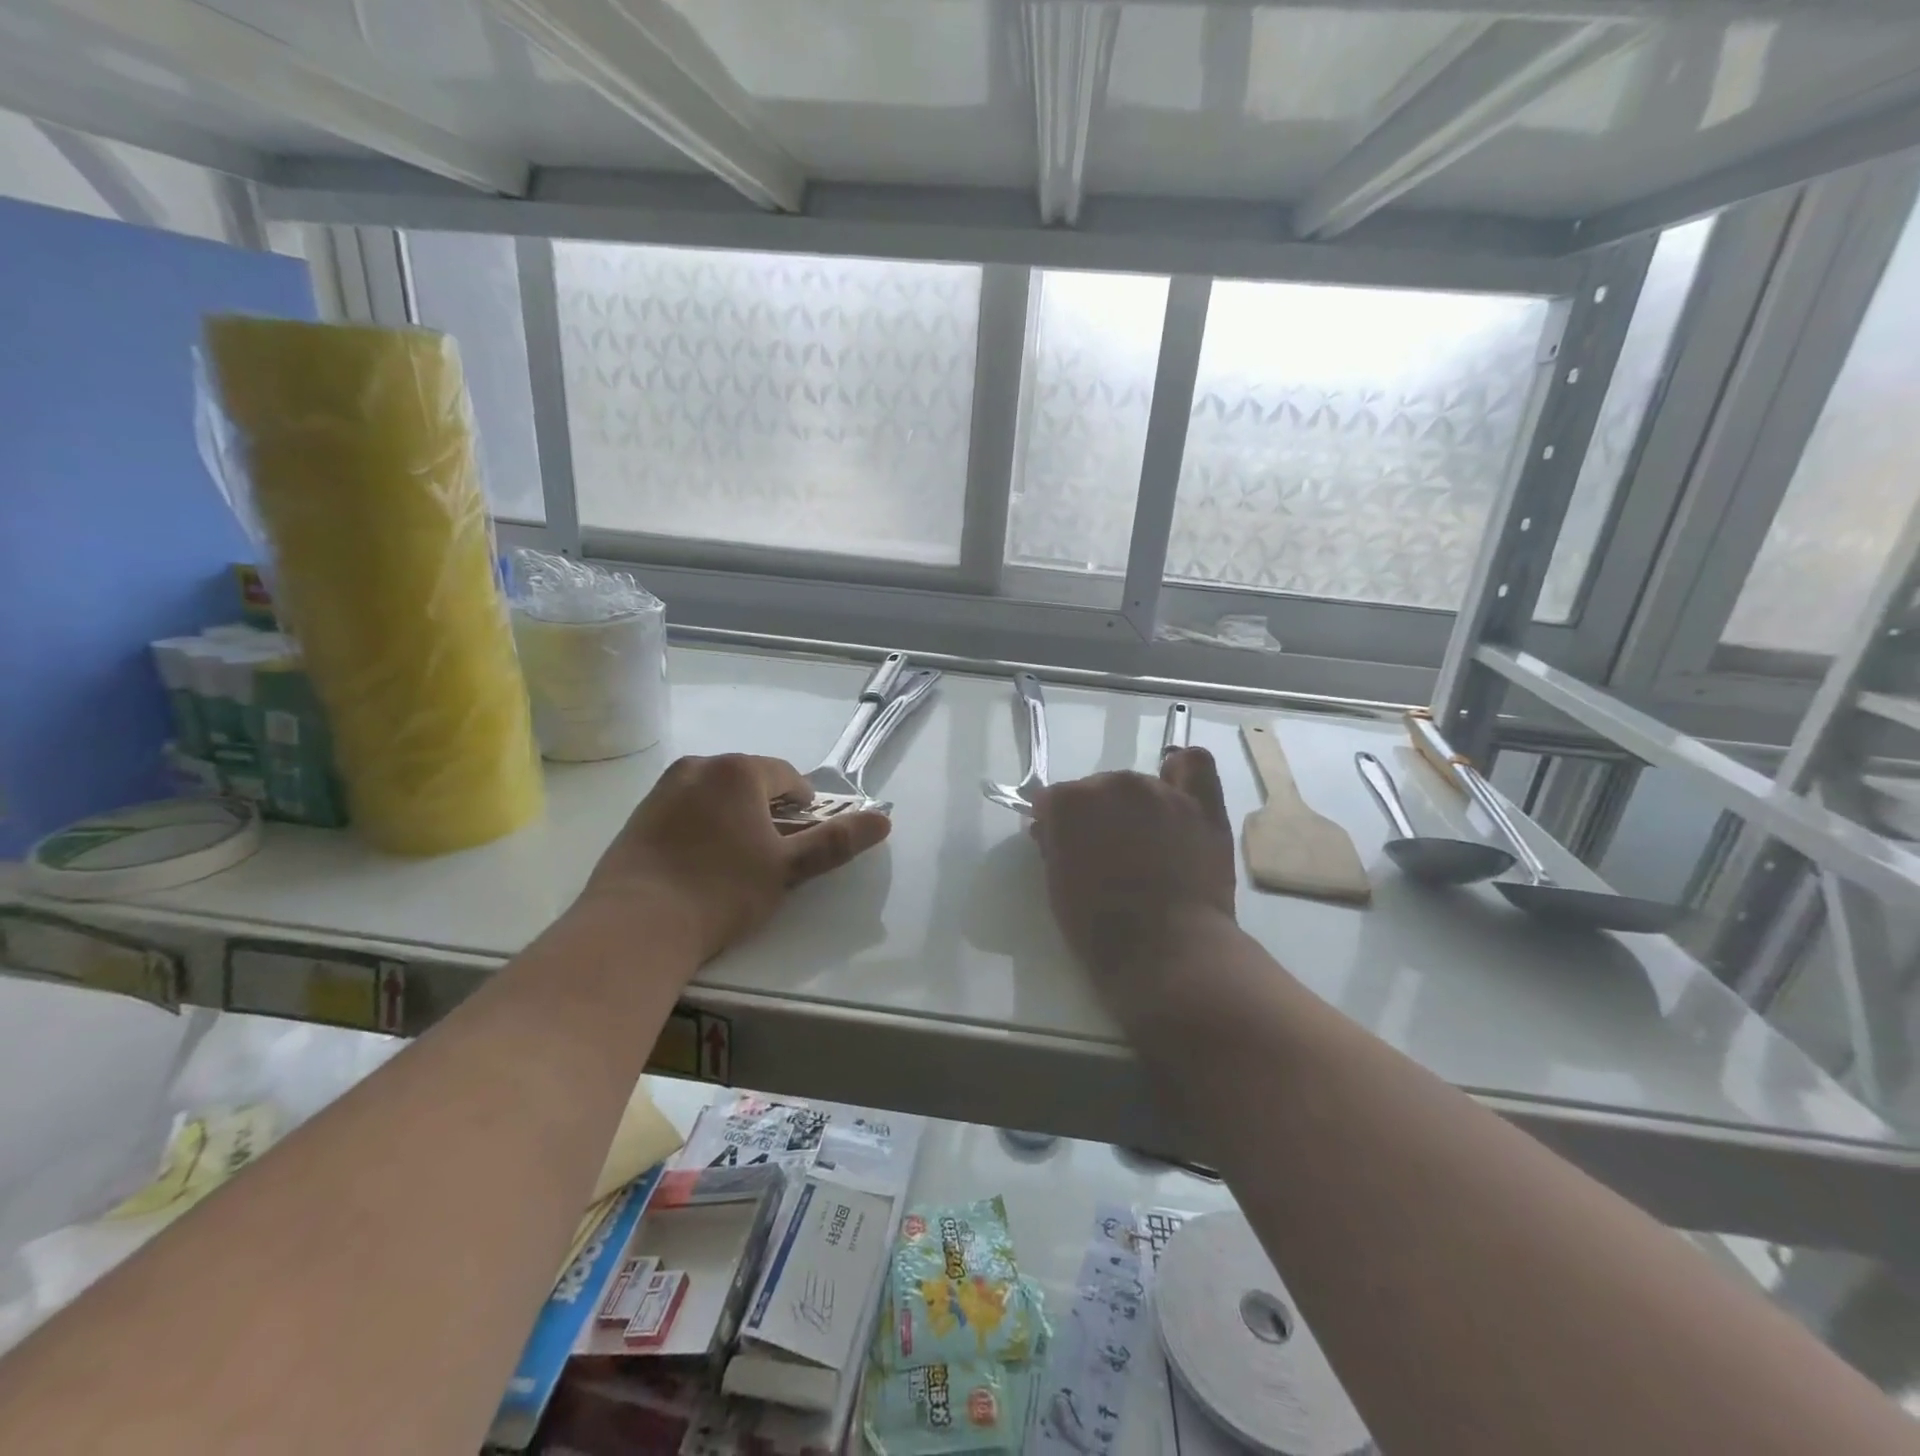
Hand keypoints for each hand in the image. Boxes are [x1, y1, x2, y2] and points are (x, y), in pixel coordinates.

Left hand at [579, 754, 889, 965]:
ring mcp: (663, 789)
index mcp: (739, 770)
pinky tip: (698, 867)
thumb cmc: (723, 890)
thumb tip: (884, 819)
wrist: (636, 925)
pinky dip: (700, 829)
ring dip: (733, 819)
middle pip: (750, 783)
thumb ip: (836, 840)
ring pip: (715, 796)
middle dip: (766, 812)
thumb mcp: (788, 867)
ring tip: (734, 865)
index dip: (803, 808)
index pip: (788, 777)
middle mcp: (699, 767)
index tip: (800, 842)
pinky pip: (684, 811)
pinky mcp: (639, 816)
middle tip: (770, 857)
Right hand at [1030, 749, 1236, 1018]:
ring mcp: (1161, 791)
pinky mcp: (1202, 805)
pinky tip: (1178, 791)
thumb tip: (1052, 829)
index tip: (1061, 845)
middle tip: (1106, 851)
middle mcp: (1114, 784)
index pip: (1054, 800)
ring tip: (1146, 841)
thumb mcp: (1058, 885)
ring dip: (1136, 805)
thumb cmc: (1099, 927)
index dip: (1056, 823)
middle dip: (1097, 814)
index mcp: (1070, 801)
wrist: (1166, 951)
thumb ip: (1054, 845)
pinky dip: (1182, 773)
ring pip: (1140, 783)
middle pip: (1098, 788)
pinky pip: (1194, 764)